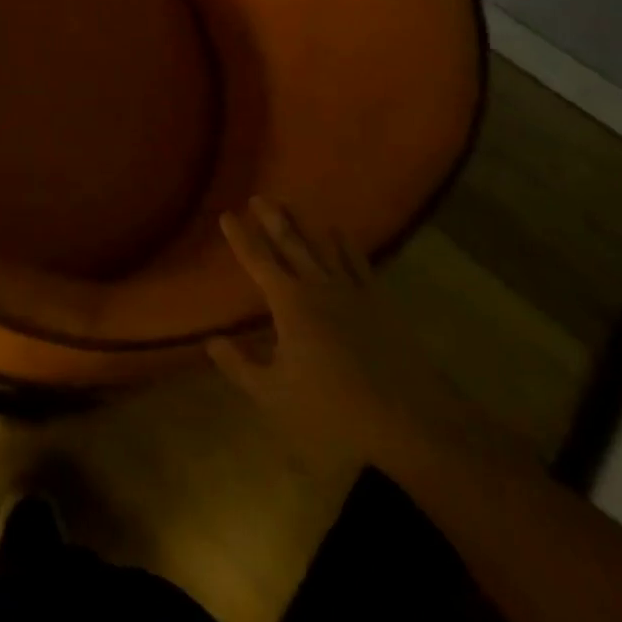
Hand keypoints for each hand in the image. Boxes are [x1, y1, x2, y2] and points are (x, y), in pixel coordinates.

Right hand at [209, 197, 455, 470]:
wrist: (409, 424)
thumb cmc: (333, 411)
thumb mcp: (274, 395)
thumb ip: (239, 365)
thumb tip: (211, 340)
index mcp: (289, 303)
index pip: (257, 260)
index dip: (240, 237)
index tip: (226, 215)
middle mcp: (318, 286)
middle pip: (290, 243)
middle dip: (272, 219)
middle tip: (259, 197)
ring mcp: (352, 292)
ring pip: (322, 246)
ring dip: (305, 224)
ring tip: (292, 204)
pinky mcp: (380, 304)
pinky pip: (359, 263)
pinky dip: (347, 245)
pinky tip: (340, 234)